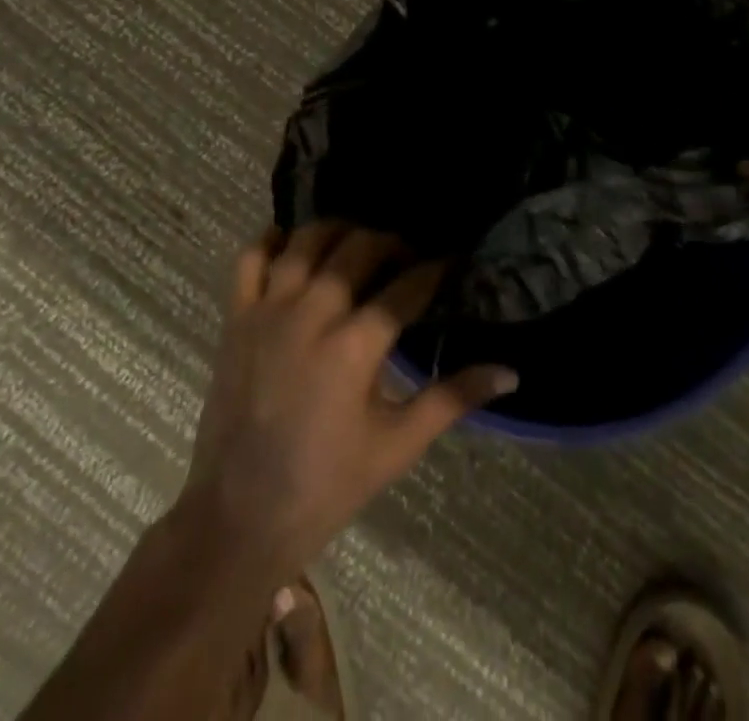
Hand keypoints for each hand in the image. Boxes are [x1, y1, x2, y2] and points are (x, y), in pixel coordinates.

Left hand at [174, 221, 517, 581]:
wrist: (239, 518)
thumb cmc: (327, 484)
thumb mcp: (398, 445)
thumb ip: (454, 398)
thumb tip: (511, 372)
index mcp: (356, 345)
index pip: (408, 286)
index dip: (436, 269)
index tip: (452, 262)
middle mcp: (312, 312)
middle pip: (360, 248)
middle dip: (392, 242)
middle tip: (408, 257)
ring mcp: (268, 310)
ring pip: (308, 240)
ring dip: (340, 231)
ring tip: (358, 243)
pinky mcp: (237, 317)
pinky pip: (251, 257)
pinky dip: (273, 240)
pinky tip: (294, 245)